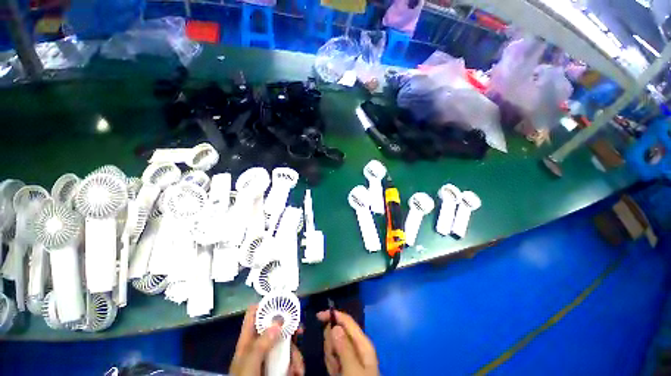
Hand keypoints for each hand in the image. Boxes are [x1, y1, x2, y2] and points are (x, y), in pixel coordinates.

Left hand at [230, 305, 304, 375]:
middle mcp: (259, 345)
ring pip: (285, 343)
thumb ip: (262, 343)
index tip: (281, 300)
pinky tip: (297, 372)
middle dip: (290, 328)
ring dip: (295, 353)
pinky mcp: (276, 366)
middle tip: (300, 330)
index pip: (254, 314)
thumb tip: (278, 321)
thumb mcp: (250, 364)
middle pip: (275, 327)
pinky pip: (289, 358)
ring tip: (297, 368)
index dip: (266, 304)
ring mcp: (268, 356)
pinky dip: (295, 364)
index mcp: (248, 340)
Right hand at [317, 310, 378, 375]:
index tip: (318, 316)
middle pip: (339, 333)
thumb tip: (335, 326)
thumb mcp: (352, 370)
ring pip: (335, 345)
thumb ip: (344, 348)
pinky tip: (334, 371)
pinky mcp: (344, 366)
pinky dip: (331, 363)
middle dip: (331, 342)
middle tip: (332, 358)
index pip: (347, 321)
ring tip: (335, 369)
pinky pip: (334, 358)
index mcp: (362, 343)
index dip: (333, 315)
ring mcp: (350, 357)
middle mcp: (357, 347)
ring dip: (331, 354)